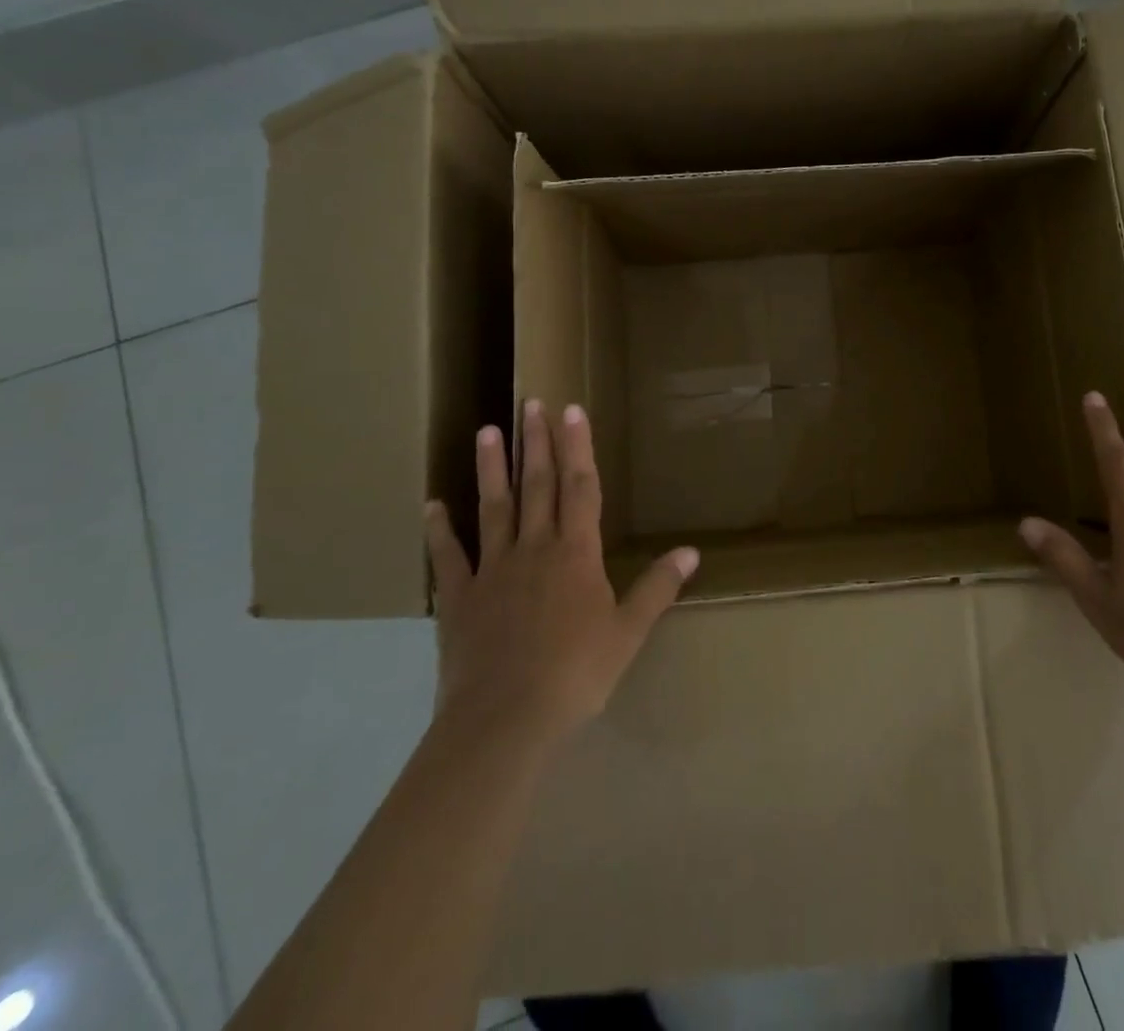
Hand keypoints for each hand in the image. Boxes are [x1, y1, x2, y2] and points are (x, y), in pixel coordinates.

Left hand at [424, 400, 699, 751]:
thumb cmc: (576, 674)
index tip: (570, 411)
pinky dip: (440, 530)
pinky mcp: (460, 598)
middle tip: (530, 404)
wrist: (505, 720)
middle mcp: (534, 549)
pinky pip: (449, 556)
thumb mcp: (628, 633)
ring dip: (492, 468)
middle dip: (537, 444)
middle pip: (538, 486)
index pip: (581, 488)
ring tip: (488, 430)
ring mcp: (493, 570)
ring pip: (494, 508)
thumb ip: (657, 588)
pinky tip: (432, 505)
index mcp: (576, 554)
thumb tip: (691, 551)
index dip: (578, 447)